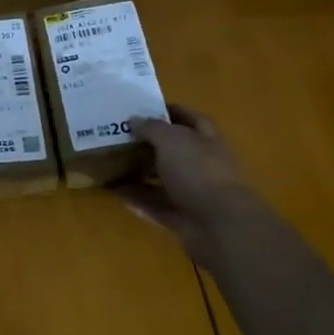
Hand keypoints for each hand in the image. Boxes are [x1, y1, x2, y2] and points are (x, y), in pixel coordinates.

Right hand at [120, 106, 262, 267]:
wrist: (221, 226)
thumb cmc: (198, 172)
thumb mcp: (171, 140)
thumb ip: (152, 128)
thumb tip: (134, 120)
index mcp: (207, 141)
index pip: (192, 119)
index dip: (172, 111)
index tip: (145, 108)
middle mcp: (204, 165)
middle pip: (176, 151)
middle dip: (151, 144)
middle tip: (121, 137)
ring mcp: (195, 194)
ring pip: (164, 180)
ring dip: (140, 174)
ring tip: (112, 165)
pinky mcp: (183, 218)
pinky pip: (156, 206)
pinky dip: (138, 200)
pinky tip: (115, 194)